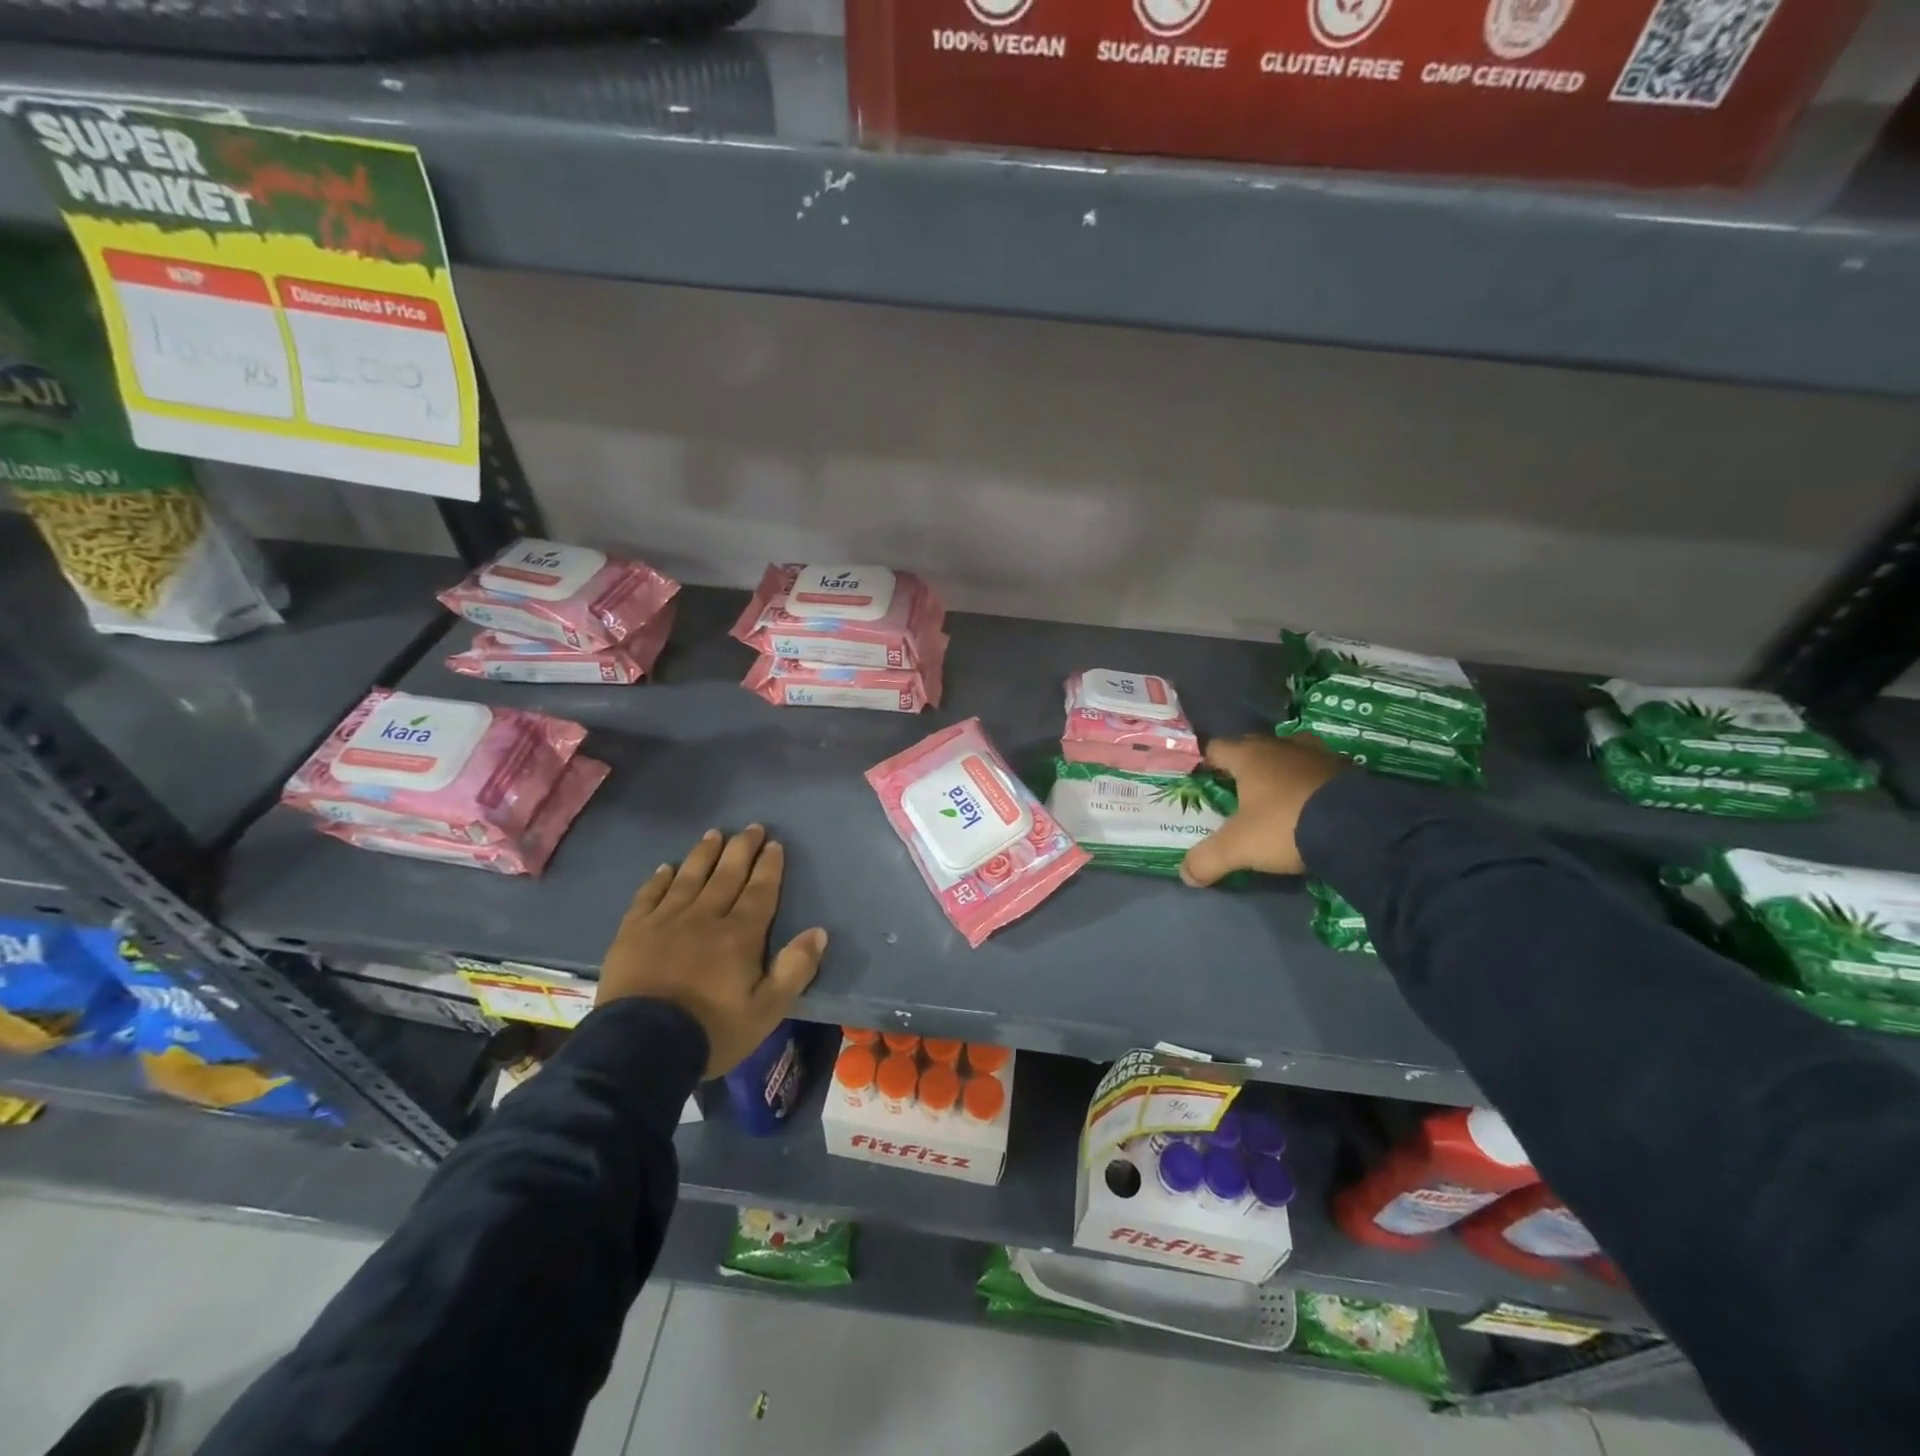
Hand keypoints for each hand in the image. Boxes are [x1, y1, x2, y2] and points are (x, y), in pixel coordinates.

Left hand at [597, 825, 827, 1078]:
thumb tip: (819, 932)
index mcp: (740, 935)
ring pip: (690, 877)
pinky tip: (666, 867)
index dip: (769, 867)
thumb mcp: (766, 1011)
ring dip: (704, 854)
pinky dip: (659, 879)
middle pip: (727, 875)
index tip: (774, 844)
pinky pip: (649, 896)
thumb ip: (795, 970)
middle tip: (752, 827)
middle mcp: (705, 917)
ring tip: (715, 834)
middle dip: (741, 849)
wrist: (641, 1047)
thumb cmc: (711, 1031)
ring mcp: (666, 921)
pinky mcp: (633, 932)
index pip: (760, 892)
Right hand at [1180, 734, 1347, 885]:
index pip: (1217, 748)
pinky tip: (1312, 805)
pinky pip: (1319, 772)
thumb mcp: (1238, 848)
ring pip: (1290, 756)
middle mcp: (1282, 746)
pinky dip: (1311, 784)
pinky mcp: (1348, 770)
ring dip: (1282, 772)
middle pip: (1254, 748)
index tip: (1205, 781)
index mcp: (1249, 756)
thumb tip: (1186, 874)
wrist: (1359, 828)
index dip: (1208, 763)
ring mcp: (1318, 755)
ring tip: (1277, 797)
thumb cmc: (1285, 825)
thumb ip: (1207, 859)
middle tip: (1239, 792)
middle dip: (1245, 766)